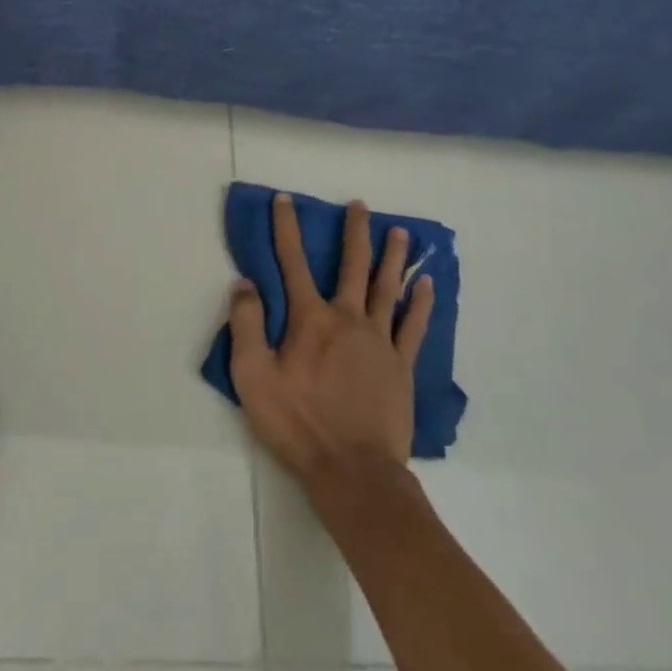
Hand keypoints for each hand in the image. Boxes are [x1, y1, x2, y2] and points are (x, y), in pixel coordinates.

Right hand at [228, 194, 434, 499]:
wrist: (353, 470)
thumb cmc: (297, 423)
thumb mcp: (253, 377)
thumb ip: (247, 326)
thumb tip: (245, 284)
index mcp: (310, 320)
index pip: (292, 263)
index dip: (286, 228)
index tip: (285, 200)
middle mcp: (348, 319)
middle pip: (351, 266)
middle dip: (353, 232)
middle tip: (359, 206)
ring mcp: (379, 341)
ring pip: (386, 288)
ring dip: (392, 257)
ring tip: (399, 232)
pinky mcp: (401, 366)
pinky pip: (413, 326)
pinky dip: (420, 303)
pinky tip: (426, 285)